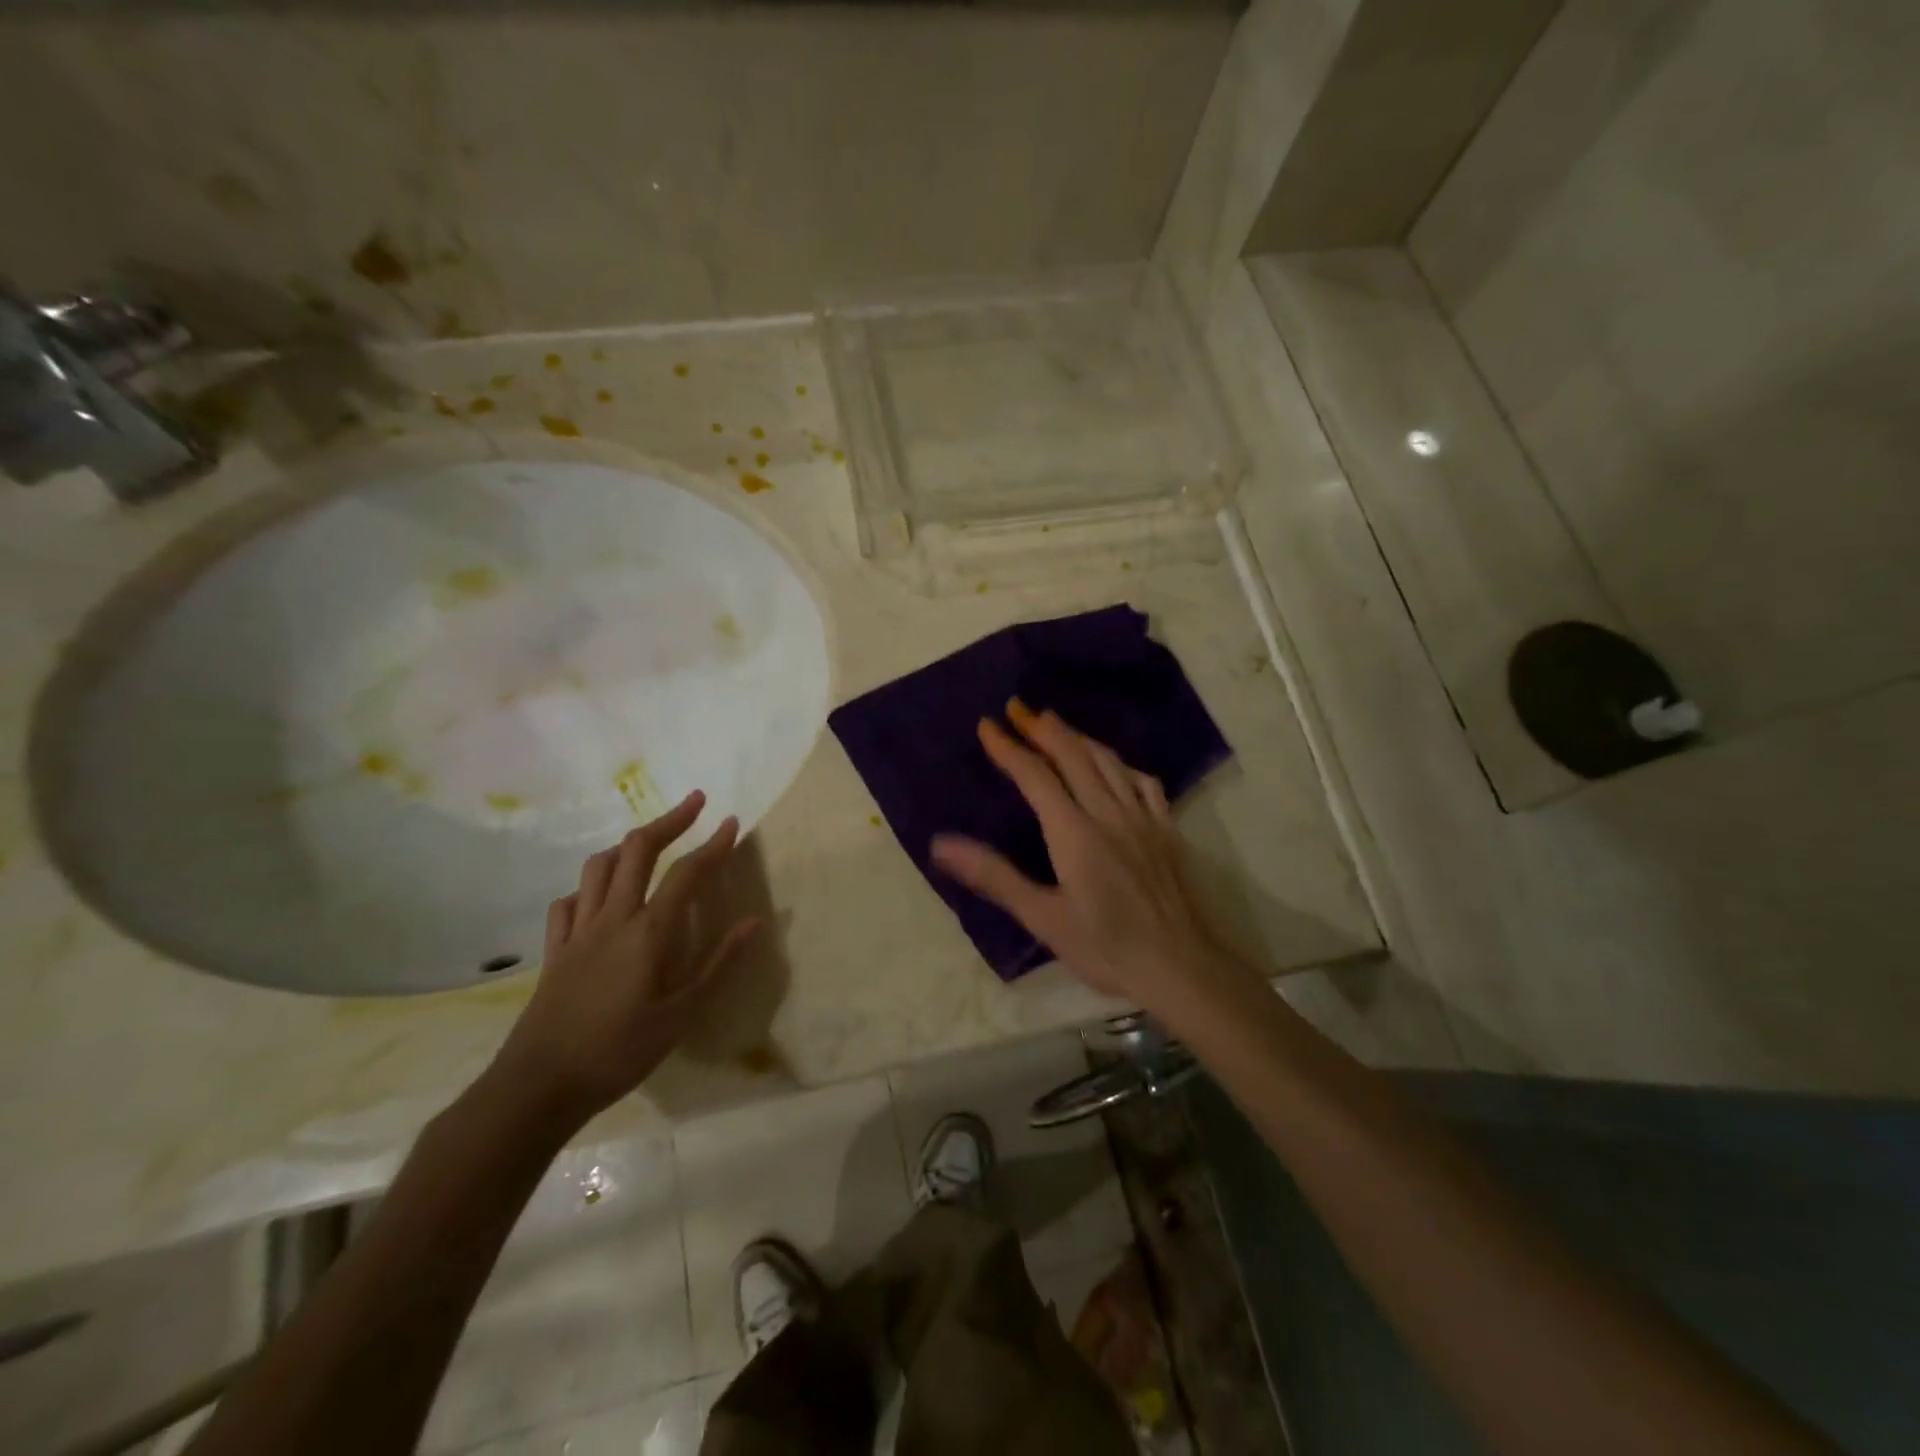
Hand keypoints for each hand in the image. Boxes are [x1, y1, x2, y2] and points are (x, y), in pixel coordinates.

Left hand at [490, 791, 758, 1128]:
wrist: (537, 1086)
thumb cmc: (617, 1053)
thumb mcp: (680, 1016)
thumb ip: (717, 965)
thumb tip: (753, 922)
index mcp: (646, 933)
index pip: (686, 873)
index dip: (712, 845)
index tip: (732, 822)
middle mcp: (611, 919)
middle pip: (637, 850)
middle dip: (669, 820)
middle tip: (695, 804)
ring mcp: (577, 932)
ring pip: (598, 867)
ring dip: (628, 845)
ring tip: (650, 842)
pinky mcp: (554, 951)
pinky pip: (569, 902)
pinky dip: (589, 887)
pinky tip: (600, 897)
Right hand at [930, 702, 1239, 1014]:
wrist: (1181, 966)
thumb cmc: (1106, 947)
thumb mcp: (1043, 918)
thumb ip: (994, 876)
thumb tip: (941, 844)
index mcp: (1074, 832)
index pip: (1035, 776)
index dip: (1009, 748)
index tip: (988, 725)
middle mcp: (1108, 813)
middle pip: (1073, 755)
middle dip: (1042, 728)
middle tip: (1018, 707)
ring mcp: (1142, 818)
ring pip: (1108, 761)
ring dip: (1078, 737)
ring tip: (1055, 723)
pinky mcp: (1167, 830)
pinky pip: (1142, 781)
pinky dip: (1120, 763)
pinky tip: (1114, 764)